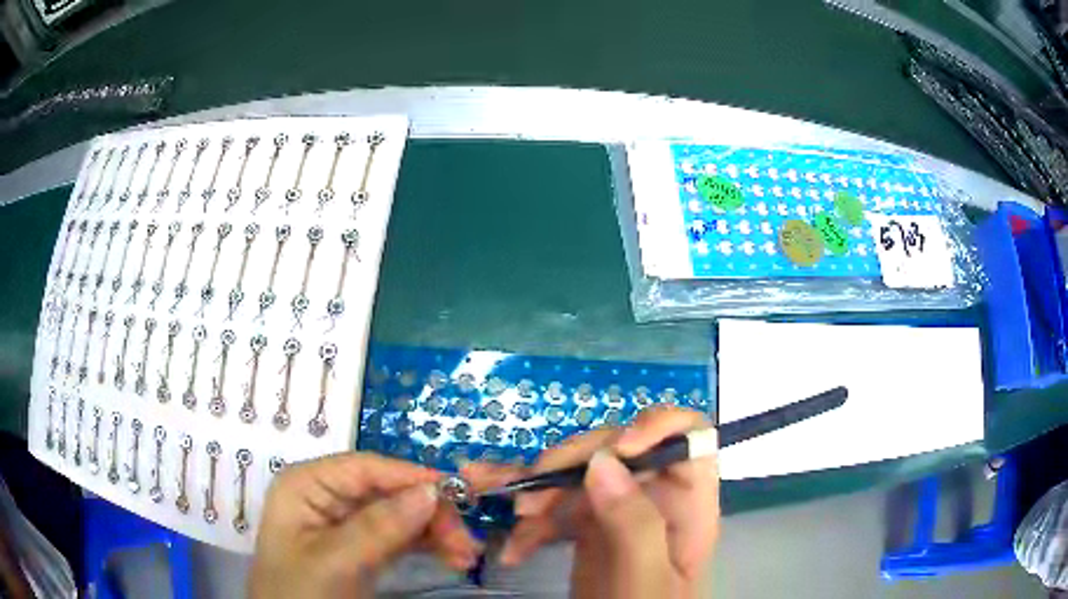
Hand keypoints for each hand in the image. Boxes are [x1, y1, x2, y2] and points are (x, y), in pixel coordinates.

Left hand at [249, 452, 482, 598]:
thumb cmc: (300, 592)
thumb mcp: (335, 561)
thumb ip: (379, 527)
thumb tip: (432, 492)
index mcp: (307, 484)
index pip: (365, 467)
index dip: (411, 476)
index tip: (458, 493)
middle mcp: (327, 495)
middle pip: (388, 491)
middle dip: (429, 513)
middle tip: (466, 542)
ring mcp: (345, 522)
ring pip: (400, 514)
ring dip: (435, 532)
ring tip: (465, 555)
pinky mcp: (360, 546)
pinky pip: (399, 536)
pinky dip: (427, 545)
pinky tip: (451, 557)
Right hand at [465, 406, 719, 596]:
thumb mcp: (647, 578)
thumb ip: (635, 524)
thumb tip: (603, 461)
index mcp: (688, 502)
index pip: (689, 436)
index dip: (657, 426)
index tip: (615, 449)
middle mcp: (655, 497)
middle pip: (618, 451)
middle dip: (570, 465)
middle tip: (530, 497)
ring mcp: (619, 512)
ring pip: (578, 477)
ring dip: (538, 493)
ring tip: (514, 521)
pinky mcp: (588, 528)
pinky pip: (557, 508)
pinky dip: (531, 525)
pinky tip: (513, 550)